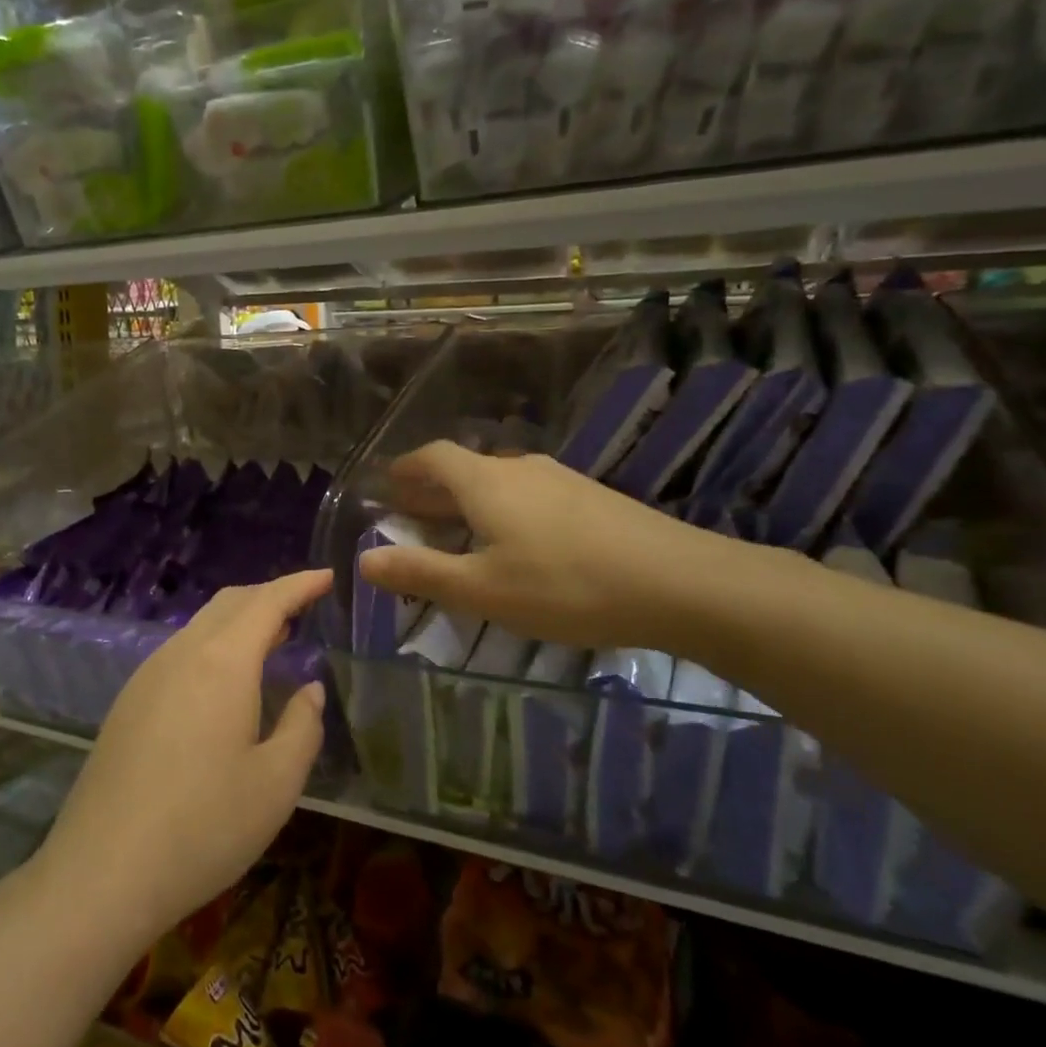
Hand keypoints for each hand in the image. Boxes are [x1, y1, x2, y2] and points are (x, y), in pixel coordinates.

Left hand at [34, 570, 331, 945]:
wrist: (103, 872)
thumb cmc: (203, 827)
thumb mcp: (276, 784)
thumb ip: (302, 726)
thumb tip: (308, 690)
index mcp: (222, 662)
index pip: (267, 602)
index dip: (300, 584)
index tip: (328, 576)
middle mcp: (181, 654)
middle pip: (230, 603)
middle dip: (270, 596)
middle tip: (304, 607)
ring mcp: (147, 675)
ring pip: (201, 625)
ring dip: (240, 621)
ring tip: (272, 641)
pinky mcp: (129, 701)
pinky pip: (180, 651)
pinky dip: (213, 646)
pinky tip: (225, 682)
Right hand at [358, 441, 732, 652]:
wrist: (681, 583)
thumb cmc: (565, 586)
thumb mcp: (482, 589)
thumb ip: (421, 573)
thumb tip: (364, 560)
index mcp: (486, 482)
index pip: (434, 457)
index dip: (406, 468)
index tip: (388, 483)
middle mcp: (520, 469)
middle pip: (466, 468)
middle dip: (433, 489)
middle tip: (410, 512)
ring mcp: (562, 480)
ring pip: (500, 482)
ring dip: (470, 501)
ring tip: (459, 529)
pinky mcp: (593, 499)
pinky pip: (531, 495)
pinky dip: (505, 510)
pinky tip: (518, 542)